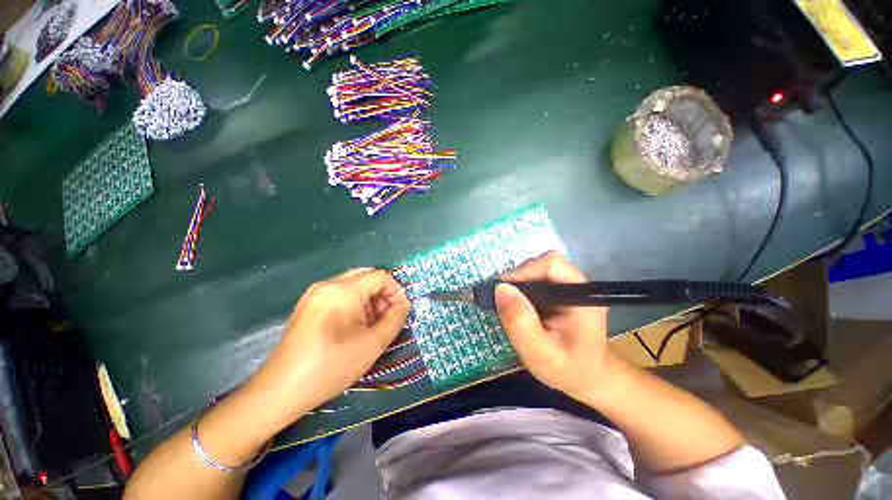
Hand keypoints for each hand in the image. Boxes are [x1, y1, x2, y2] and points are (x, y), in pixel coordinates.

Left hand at [249, 268, 409, 423]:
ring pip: (353, 286)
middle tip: (386, 319)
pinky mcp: (308, 304)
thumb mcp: (373, 343)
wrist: (281, 390)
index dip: (396, 291)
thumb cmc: (332, 366)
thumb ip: (396, 318)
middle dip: (382, 296)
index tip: (400, 312)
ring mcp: (314, 293)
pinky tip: (353, 327)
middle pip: (366, 277)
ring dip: (368, 301)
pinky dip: (354, 305)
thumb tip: (403, 304)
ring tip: (370, 326)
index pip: (381, 276)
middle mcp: (327, 284)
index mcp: (343, 290)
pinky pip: (339, 295)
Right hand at [495, 252, 614, 400]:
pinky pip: (535, 282)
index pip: (551, 265)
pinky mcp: (558, 294)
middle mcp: (576, 286)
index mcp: (582, 296)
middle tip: (501, 299)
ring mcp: (567, 289)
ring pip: (536, 271)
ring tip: (506, 305)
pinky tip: (515, 306)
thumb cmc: (569, 370)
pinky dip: (520, 291)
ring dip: (518, 285)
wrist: (587, 379)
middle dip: (518, 278)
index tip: (502, 289)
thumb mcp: (541, 353)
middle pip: (542, 265)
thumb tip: (501, 288)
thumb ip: (521, 322)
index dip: (524, 271)